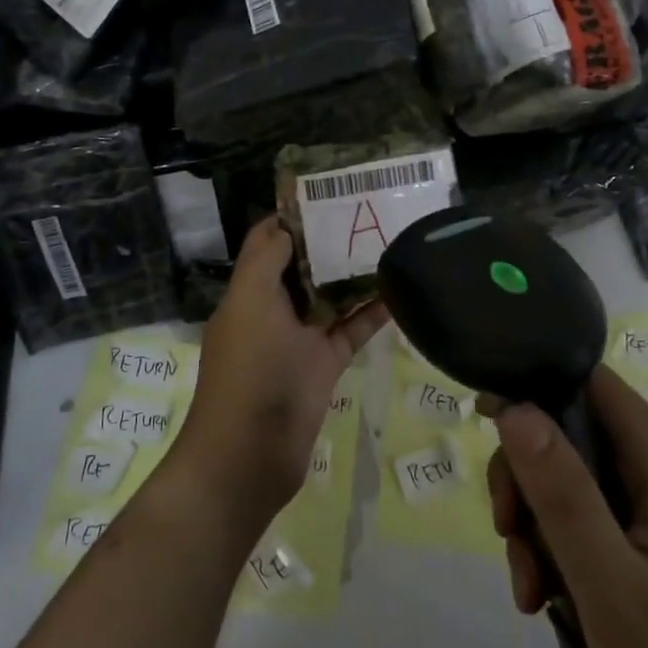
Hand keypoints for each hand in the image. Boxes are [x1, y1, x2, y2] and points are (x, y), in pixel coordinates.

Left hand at [174, 217, 385, 537]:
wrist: (249, 454)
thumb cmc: (247, 370)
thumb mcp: (250, 303)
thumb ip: (266, 260)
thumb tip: (285, 225)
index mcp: (249, 290)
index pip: (268, 240)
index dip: (292, 216)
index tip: (329, 193)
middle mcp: (272, 309)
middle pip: (302, 265)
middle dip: (330, 241)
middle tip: (371, 213)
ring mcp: (298, 339)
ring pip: (329, 297)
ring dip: (354, 275)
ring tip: (391, 243)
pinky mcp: (322, 365)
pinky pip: (350, 331)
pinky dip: (371, 314)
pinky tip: (400, 293)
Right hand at [486, 366, 647, 647]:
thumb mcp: (611, 586)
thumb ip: (562, 492)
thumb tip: (515, 405)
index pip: (592, 383)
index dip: (536, 387)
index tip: (486, 419)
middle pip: (575, 439)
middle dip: (530, 480)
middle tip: (508, 534)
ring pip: (579, 491)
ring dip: (541, 530)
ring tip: (533, 595)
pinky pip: (597, 534)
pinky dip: (566, 560)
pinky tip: (556, 610)